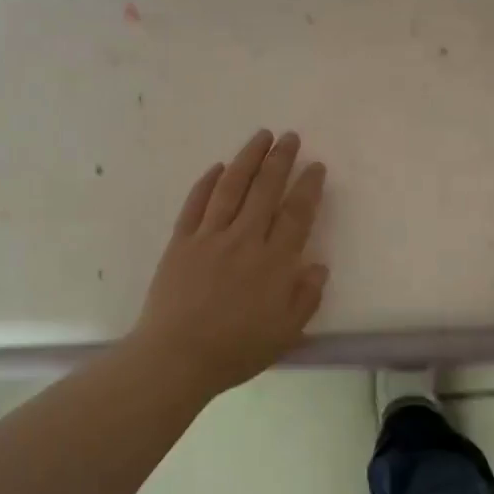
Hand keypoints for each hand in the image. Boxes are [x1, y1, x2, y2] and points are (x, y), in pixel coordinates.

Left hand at [128, 129, 328, 399]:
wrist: (176, 357)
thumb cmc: (236, 350)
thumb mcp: (285, 333)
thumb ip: (306, 297)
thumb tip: (318, 265)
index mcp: (274, 263)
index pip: (296, 214)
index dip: (308, 187)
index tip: (316, 166)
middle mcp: (244, 240)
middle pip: (265, 190)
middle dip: (280, 160)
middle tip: (290, 137)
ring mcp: (209, 237)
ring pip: (231, 187)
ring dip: (248, 158)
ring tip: (261, 136)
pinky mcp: (181, 242)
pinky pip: (196, 204)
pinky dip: (207, 182)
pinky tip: (218, 167)